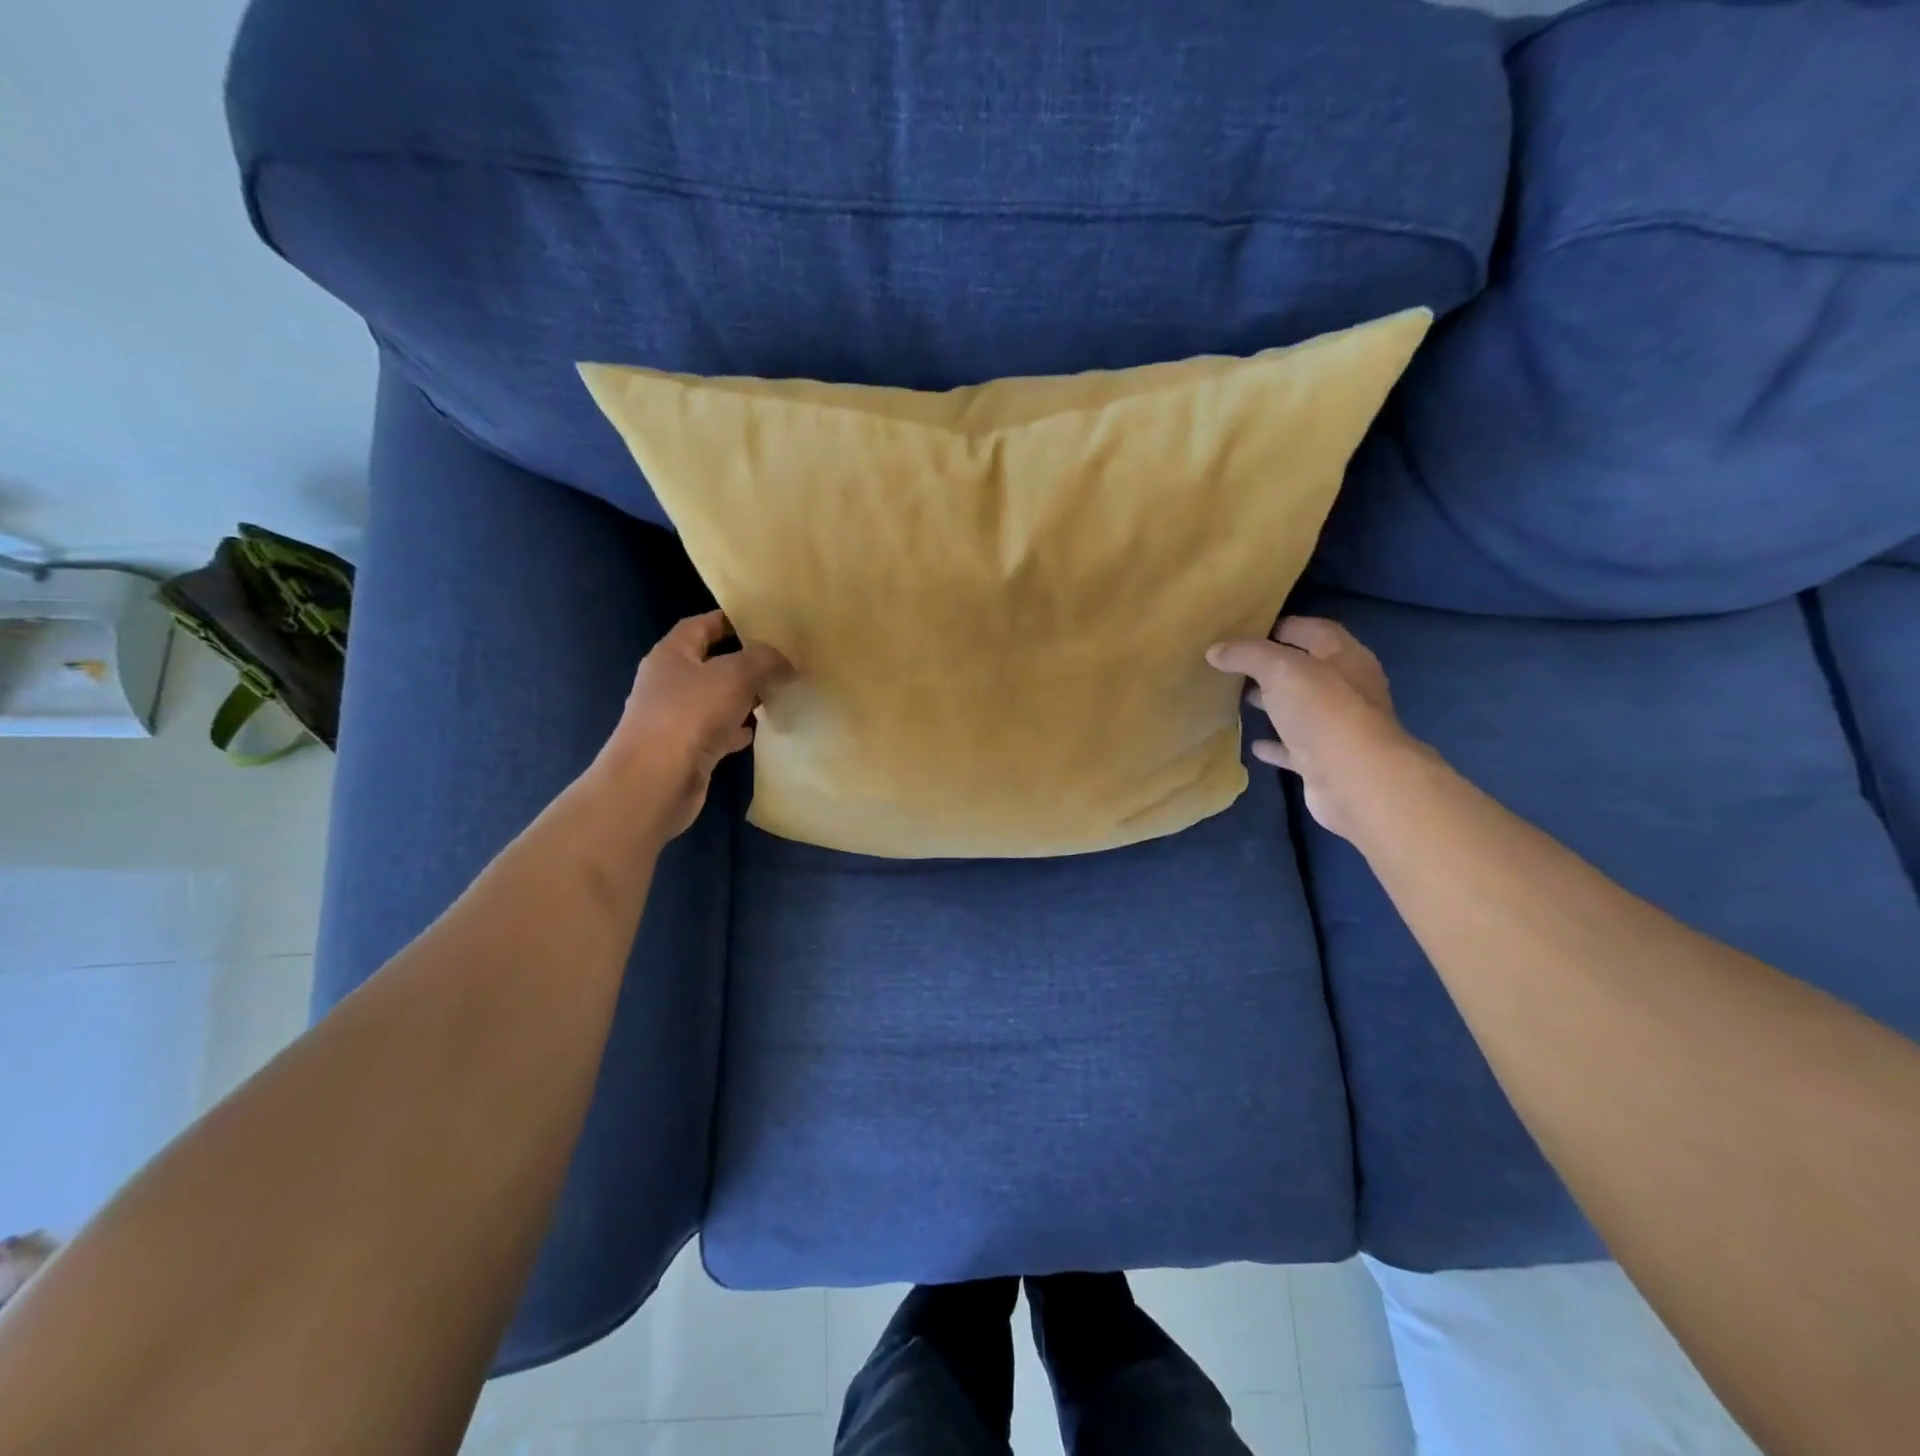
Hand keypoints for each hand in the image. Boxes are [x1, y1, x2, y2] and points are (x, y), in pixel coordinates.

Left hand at [596, 611, 790, 840]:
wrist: (655, 781)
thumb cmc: (690, 715)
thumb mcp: (735, 675)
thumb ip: (764, 661)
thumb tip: (785, 662)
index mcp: (671, 656)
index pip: (700, 626)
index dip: (728, 620)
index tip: (762, 622)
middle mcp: (670, 683)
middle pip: (710, 663)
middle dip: (743, 662)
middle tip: (780, 660)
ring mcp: (676, 718)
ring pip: (716, 699)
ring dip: (743, 697)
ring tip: (777, 693)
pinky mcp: (687, 749)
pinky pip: (717, 731)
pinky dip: (737, 729)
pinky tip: (759, 730)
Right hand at [1207, 617, 1418, 840]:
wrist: (1354, 779)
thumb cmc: (1323, 711)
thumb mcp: (1280, 670)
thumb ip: (1247, 655)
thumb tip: (1215, 650)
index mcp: (1346, 658)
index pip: (1315, 631)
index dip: (1284, 626)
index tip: (1247, 630)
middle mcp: (1348, 689)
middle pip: (1308, 670)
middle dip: (1275, 666)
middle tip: (1237, 665)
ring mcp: (1338, 728)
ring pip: (1301, 709)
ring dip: (1276, 703)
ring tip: (1242, 698)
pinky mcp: (1325, 761)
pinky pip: (1295, 747)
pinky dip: (1276, 744)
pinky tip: (1253, 744)